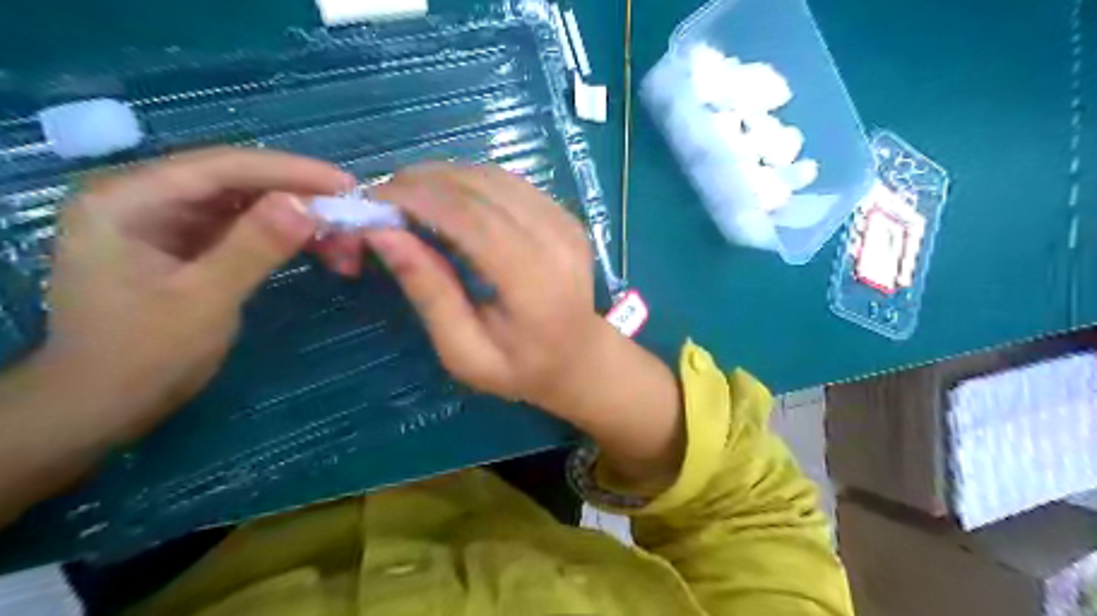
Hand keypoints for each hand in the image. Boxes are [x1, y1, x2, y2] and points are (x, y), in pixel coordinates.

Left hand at [40, 146, 350, 438]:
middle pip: (235, 180)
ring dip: (297, 217)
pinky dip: (283, 236)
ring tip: (343, 237)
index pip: (220, 167)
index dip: (288, 170)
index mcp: (127, 200)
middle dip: (298, 195)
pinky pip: (244, 227)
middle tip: (351, 213)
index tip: (344, 184)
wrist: (105, 404)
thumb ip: (254, 247)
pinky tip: (317, 246)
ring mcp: (165, 221)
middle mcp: (144, 198)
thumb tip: (306, 205)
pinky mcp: (186, 244)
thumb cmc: (143, 355)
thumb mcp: (205, 299)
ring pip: (245, 203)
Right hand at [369, 167, 608, 410]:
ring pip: (496, 177)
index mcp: (536, 284)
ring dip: (445, 177)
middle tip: (383, 195)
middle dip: (425, 182)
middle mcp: (557, 243)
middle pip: (483, 189)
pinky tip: (446, 199)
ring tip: (408, 195)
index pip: (473, 220)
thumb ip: (430, 294)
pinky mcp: (566, 215)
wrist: (578, 359)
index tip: (373, 199)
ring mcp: (567, 224)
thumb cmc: (520, 368)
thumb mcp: (465, 352)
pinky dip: (470, 182)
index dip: (420, 199)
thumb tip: (383, 233)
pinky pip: (510, 184)